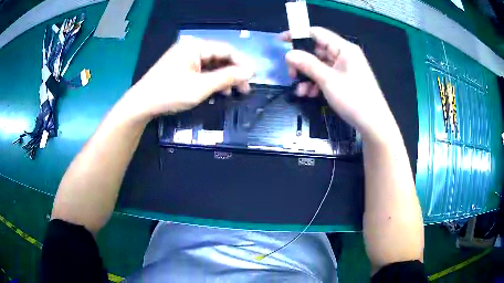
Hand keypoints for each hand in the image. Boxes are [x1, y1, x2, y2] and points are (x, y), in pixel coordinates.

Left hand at [125, 38, 254, 119]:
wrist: (141, 104)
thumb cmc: (170, 93)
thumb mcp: (201, 87)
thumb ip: (227, 77)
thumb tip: (250, 72)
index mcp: (195, 46)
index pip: (226, 50)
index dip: (242, 63)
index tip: (254, 77)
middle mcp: (191, 48)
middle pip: (220, 57)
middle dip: (234, 72)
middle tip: (245, 89)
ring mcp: (185, 58)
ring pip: (212, 65)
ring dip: (224, 78)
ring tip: (234, 92)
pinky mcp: (181, 68)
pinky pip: (202, 71)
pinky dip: (212, 80)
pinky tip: (218, 91)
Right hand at [282, 27, 396, 140]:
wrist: (373, 124)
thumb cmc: (354, 99)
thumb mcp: (328, 80)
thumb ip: (308, 64)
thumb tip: (288, 54)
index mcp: (343, 48)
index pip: (317, 33)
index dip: (298, 35)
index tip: (281, 41)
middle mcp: (344, 55)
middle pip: (316, 50)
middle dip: (302, 62)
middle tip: (291, 74)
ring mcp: (344, 68)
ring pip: (319, 65)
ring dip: (307, 76)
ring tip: (301, 91)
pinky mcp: (344, 80)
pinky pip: (326, 75)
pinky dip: (316, 83)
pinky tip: (310, 94)